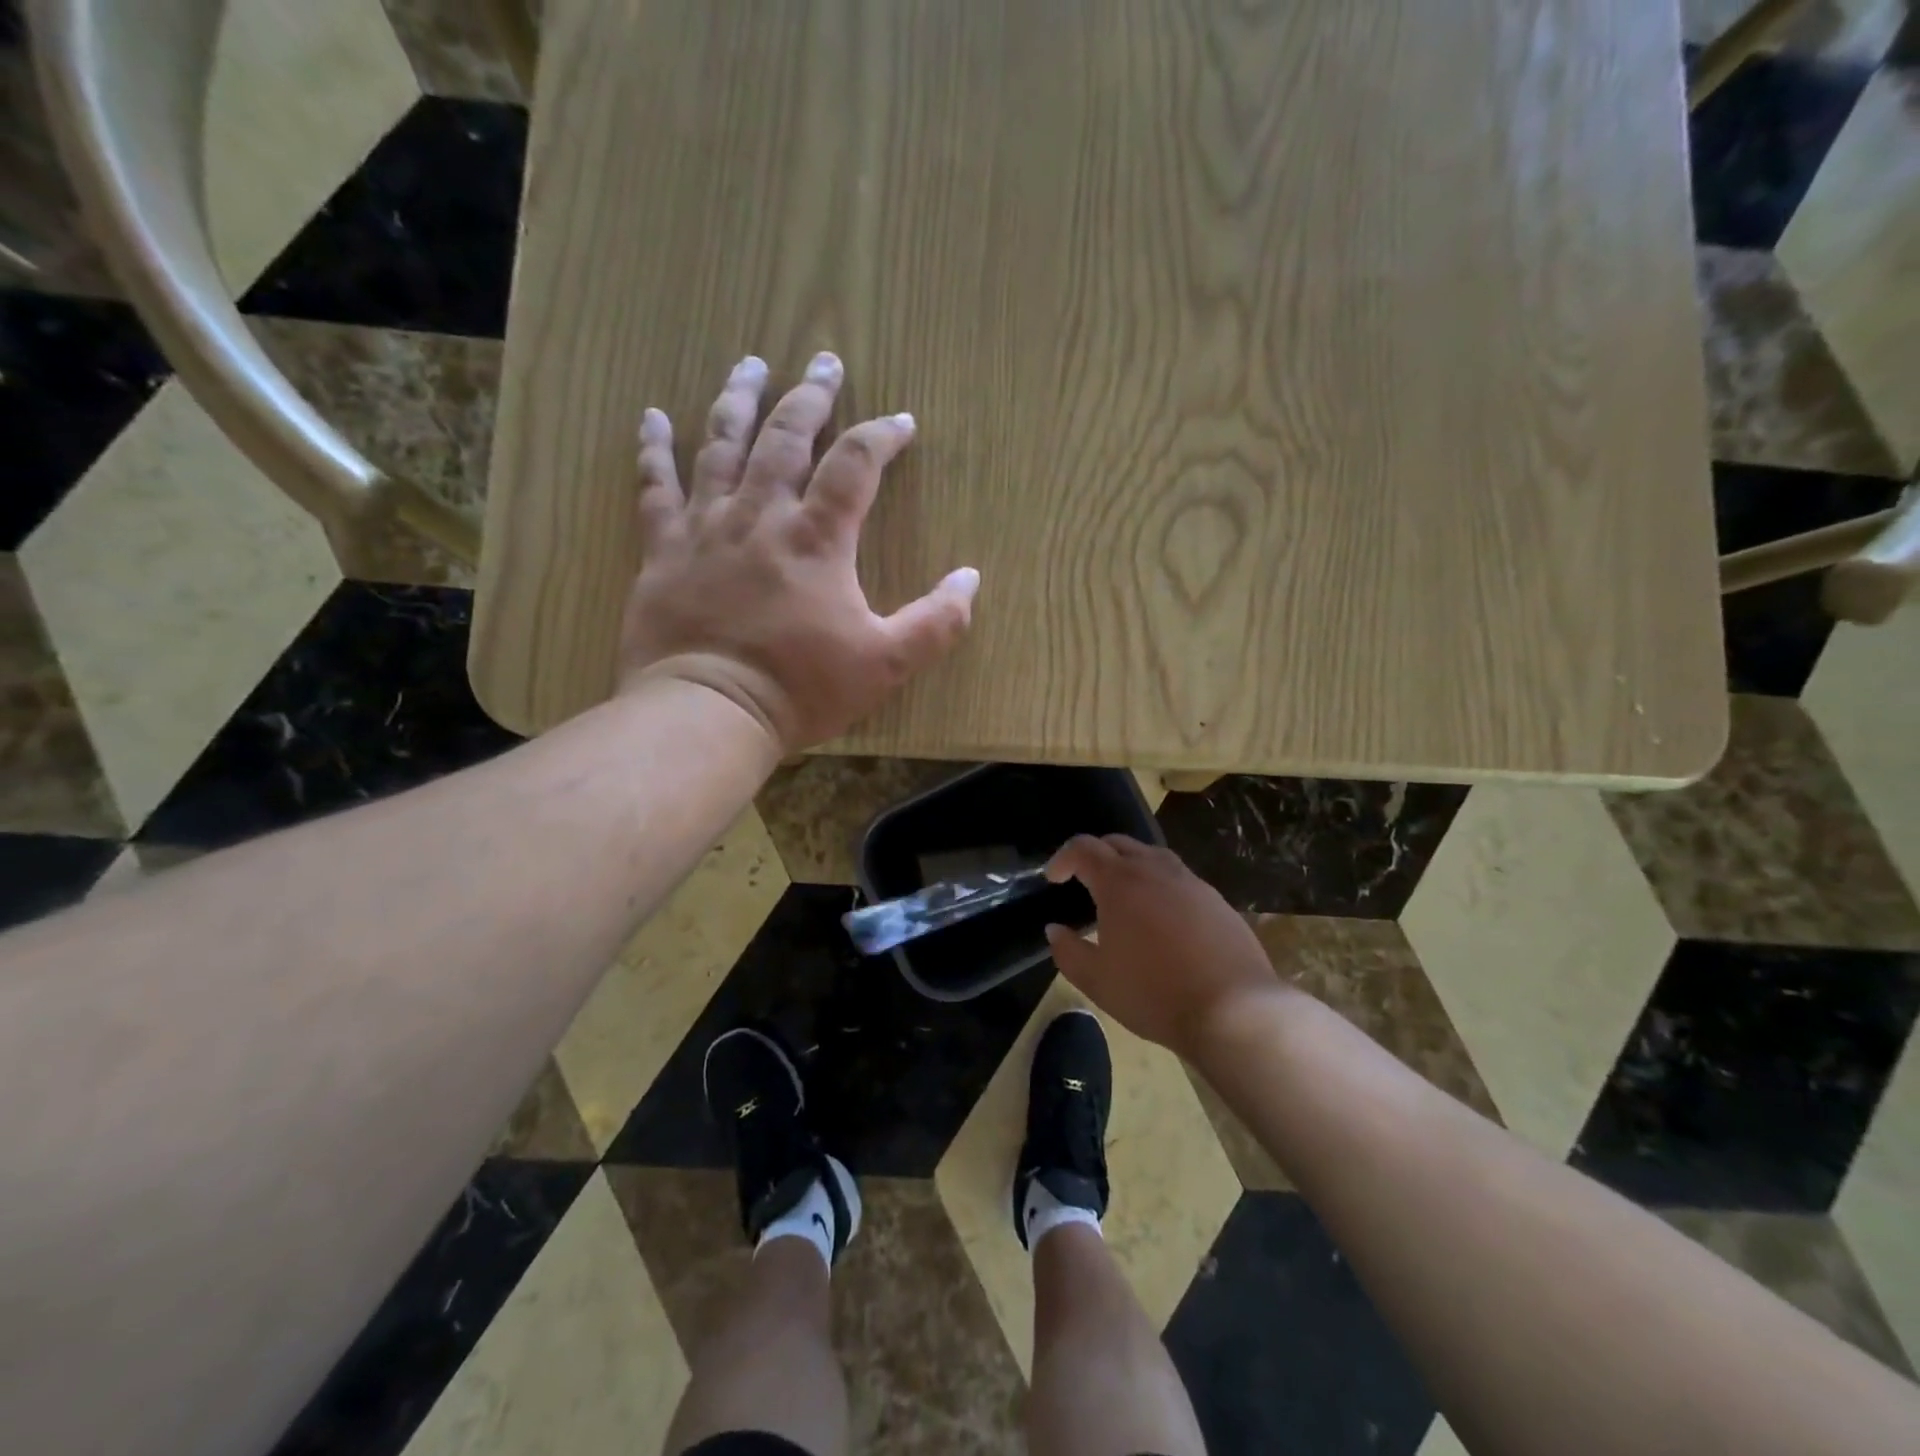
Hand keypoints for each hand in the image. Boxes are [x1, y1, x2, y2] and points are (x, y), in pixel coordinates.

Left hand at [618, 353, 979, 752]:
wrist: (708, 713)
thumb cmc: (801, 689)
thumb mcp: (886, 664)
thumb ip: (936, 622)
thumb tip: (971, 578)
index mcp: (818, 538)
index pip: (855, 464)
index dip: (881, 436)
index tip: (900, 422)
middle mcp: (761, 515)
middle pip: (786, 436)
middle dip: (810, 394)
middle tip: (824, 360)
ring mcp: (706, 527)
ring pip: (721, 445)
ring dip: (738, 399)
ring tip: (750, 364)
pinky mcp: (663, 549)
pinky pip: (655, 487)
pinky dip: (653, 448)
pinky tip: (652, 416)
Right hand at [1043, 835, 1284, 1057]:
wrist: (1235, 1009)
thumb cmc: (1154, 993)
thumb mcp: (1097, 981)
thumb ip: (1068, 952)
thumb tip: (1055, 930)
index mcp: (1119, 882)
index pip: (1083, 848)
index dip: (1063, 858)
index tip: (1054, 879)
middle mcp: (1154, 870)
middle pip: (1118, 843)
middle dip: (1095, 855)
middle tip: (1085, 882)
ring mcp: (1190, 882)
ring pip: (1153, 856)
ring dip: (1131, 866)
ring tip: (1125, 897)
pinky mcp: (1216, 900)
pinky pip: (1180, 879)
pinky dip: (1161, 886)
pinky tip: (1163, 919)